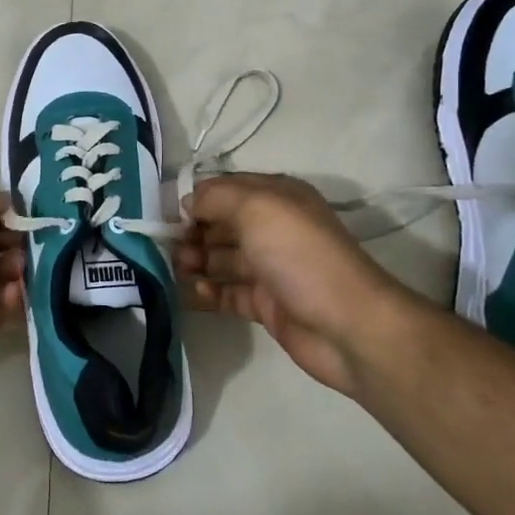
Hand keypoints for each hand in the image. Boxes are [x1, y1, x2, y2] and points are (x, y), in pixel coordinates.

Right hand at [175, 174, 394, 395]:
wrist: (347, 325)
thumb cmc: (299, 255)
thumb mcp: (256, 207)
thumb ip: (215, 197)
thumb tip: (187, 202)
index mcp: (277, 197)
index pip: (226, 189)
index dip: (196, 198)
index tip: (166, 214)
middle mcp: (273, 228)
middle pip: (220, 224)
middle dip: (192, 232)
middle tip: (167, 247)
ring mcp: (270, 268)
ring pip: (221, 259)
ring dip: (195, 261)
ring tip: (175, 270)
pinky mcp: (266, 303)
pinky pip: (227, 292)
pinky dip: (207, 291)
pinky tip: (192, 293)